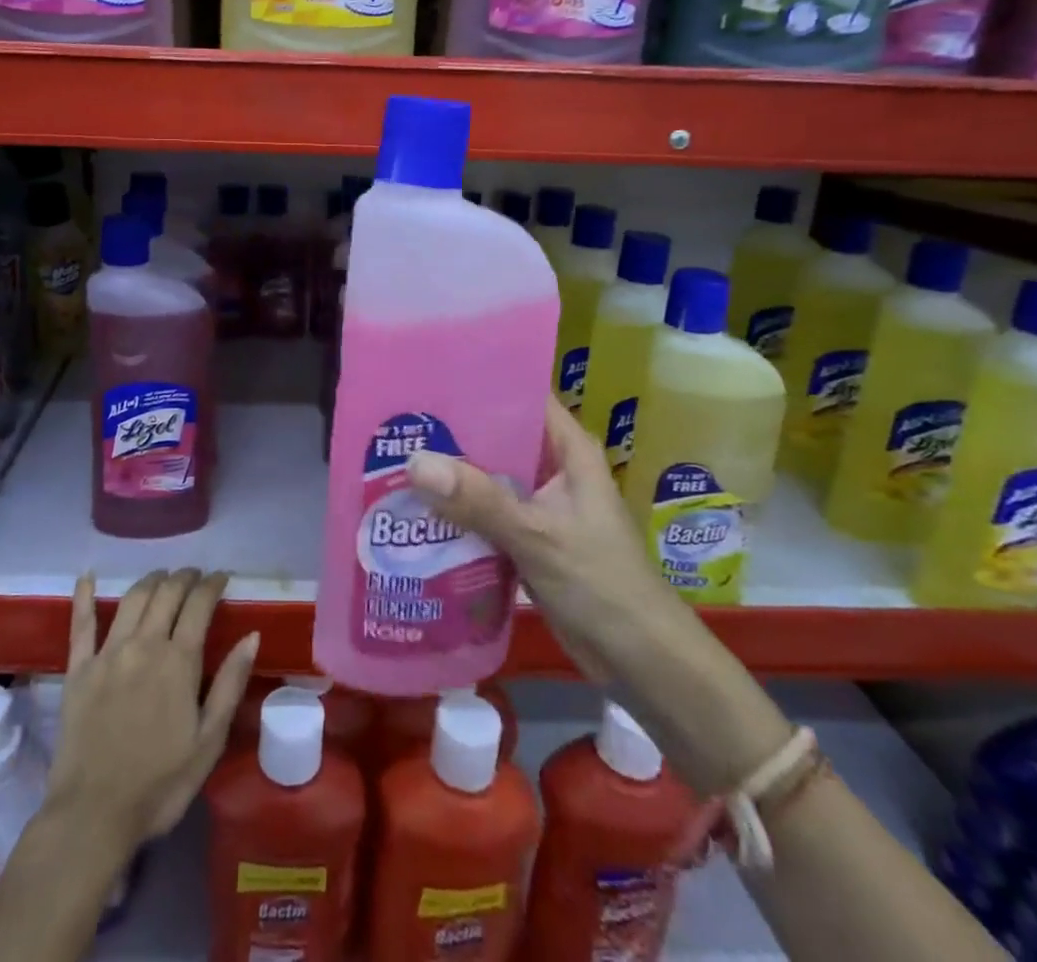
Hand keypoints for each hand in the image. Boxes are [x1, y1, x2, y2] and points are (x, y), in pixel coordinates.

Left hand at [48, 569, 258, 849]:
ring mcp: (108, 653)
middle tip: (195, 576)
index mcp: (179, 660)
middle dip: (184, 577)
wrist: (93, 816)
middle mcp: (144, 644)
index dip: (212, 584)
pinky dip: (84, 596)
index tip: (222, 577)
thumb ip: (230, 684)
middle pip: (167, 593)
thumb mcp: (209, 741)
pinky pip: (81, 624)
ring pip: (133, 599)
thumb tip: (252, 635)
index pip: (199, 604)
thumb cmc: (160, 784)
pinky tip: (87, 576)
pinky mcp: (78, 669)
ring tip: (163, 576)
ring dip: (151, 580)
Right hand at [405, 393, 680, 684]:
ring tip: (396, 455)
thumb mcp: (538, 535)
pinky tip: (417, 507)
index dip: (481, 380)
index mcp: (568, 450)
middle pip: (498, 435)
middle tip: (399, 417)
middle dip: (453, 429)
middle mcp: (553, 469)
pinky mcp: (527, 538)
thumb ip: (478, 500)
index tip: (430, 373)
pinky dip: (457, 510)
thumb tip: (414, 462)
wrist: (640, 661)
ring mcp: (540, 505)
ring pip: (488, 476)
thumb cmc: (602, 584)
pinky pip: (485, 512)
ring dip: (451, 473)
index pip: (523, 394)